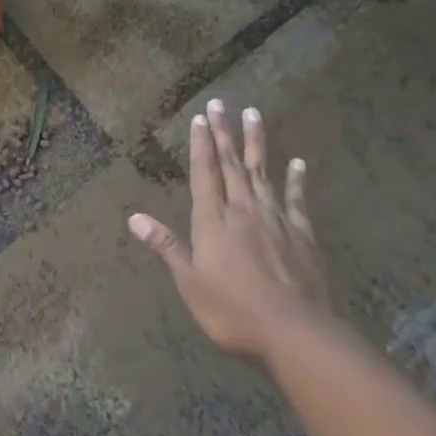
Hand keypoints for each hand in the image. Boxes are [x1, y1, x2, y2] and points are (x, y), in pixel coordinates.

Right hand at [128, 98, 329, 360]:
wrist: (295, 332)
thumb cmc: (233, 310)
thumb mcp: (190, 282)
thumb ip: (166, 246)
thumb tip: (134, 218)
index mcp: (213, 220)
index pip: (204, 172)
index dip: (201, 144)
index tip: (200, 118)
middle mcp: (243, 209)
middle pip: (231, 164)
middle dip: (224, 132)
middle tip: (220, 102)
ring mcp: (275, 219)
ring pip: (262, 172)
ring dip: (256, 142)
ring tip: (253, 113)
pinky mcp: (302, 235)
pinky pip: (297, 200)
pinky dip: (296, 180)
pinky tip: (298, 163)